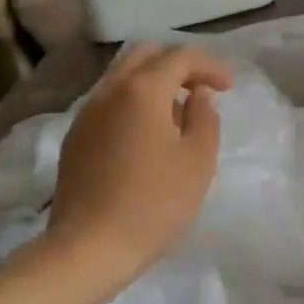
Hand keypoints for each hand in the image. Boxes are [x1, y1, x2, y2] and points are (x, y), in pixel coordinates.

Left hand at [47, 44, 232, 276]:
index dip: (209, 66)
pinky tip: (147, 133)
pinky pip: (109, 101)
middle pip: (145, 55)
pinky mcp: (76, 137)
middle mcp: (110, 91)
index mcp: (142, 90)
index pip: (180, 57)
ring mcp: (87, 113)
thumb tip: (198, 96)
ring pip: (122, 76)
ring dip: (153, 82)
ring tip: (177, 113)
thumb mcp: (197, 161)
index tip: (227, 88)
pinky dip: (133, 101)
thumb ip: (204, 118)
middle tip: (201, 89)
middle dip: (178, 64)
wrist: (88, 248)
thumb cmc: (154, 204)